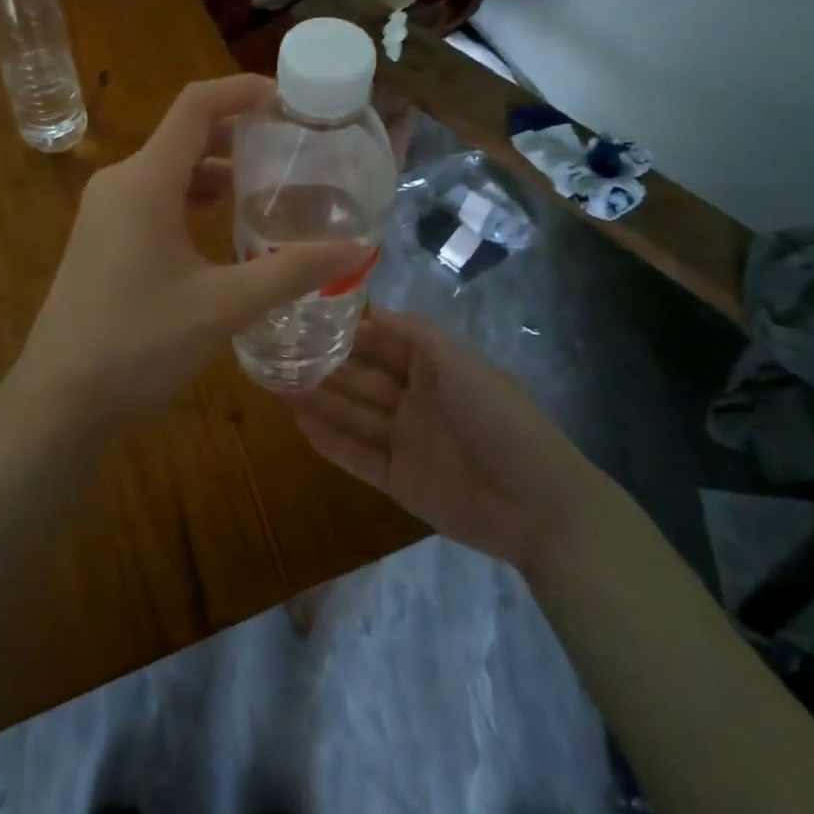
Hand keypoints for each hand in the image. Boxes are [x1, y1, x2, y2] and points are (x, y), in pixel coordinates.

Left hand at [6, 75, 366, 430]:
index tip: (290, 100)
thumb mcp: (223, 306)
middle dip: (239, 134)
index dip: (243, 91)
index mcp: (144, 181)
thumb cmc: (138, 345)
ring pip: (170, 169)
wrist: (59, 402)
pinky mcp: (102, 239)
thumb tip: (355, 251)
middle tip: (293, 149)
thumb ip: (291, 272)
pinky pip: (154, 198)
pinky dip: (193, 198)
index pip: (196, 106)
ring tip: (269, 188)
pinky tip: (225, 228)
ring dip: (217, 170)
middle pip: (185, 135)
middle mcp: (120, 183)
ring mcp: (105, 212)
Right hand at [288, 310, 601, 571]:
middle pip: (362, 378)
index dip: (349, 331)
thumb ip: (414, 334)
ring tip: (277, 383)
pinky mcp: (399, 481)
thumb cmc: (497, 418)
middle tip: (280, 351)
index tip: (308, 315)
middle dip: (326, 365)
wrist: (537, 504)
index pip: (383, 341)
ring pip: (353, 415)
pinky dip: (329, 441)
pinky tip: (297, 424)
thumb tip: (372, 309)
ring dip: (319, 400)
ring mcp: (406, 441)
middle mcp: (416, 400)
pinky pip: (356, 456)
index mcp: (435, 368)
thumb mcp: (459, 363)